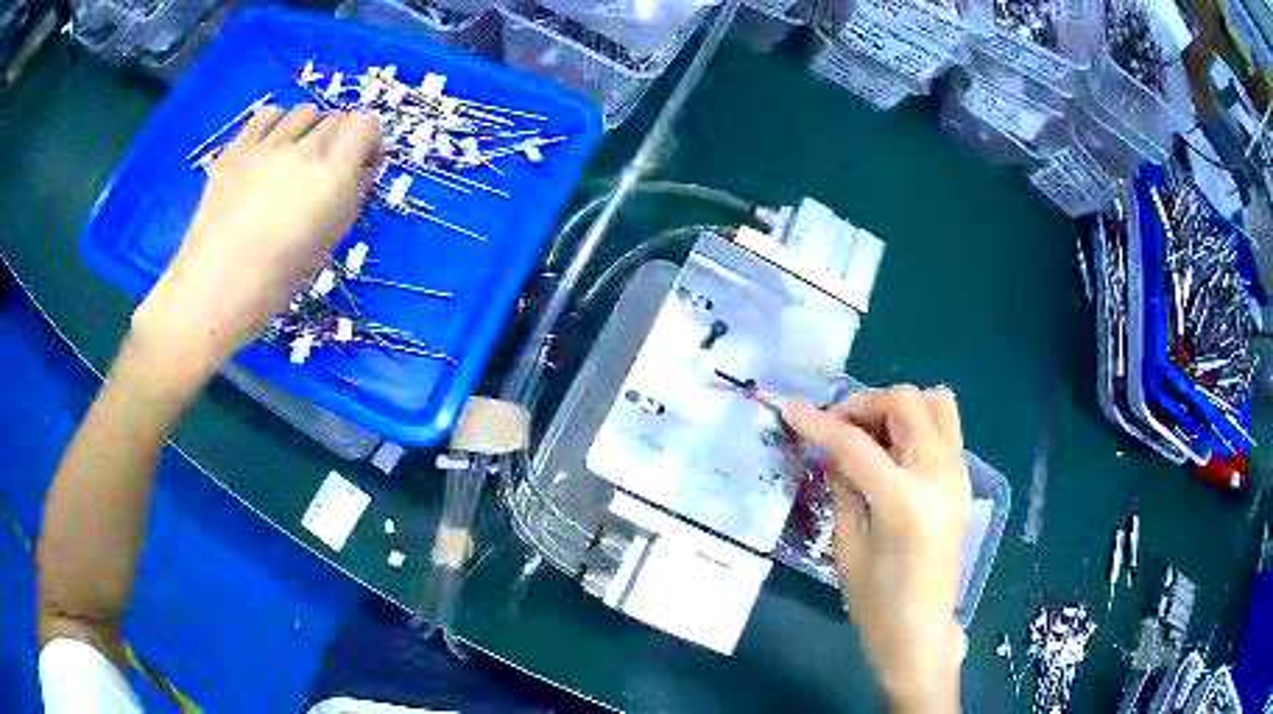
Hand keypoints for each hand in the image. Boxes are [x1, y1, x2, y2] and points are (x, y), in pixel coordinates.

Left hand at [131, 104, 381, 384]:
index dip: (367, 142)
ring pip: (304, 112)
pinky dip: (277, 126)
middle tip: (326, 170)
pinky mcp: (236, 148)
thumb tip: (359, 169)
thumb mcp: (327, 243)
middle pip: (337, 116)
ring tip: (295, 159)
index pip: (366, 125)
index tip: (360, 166)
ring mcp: (265, 146)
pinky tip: (269, 152)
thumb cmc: (274, 283)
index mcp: (331, 177)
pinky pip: (268, 116)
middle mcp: (302, 150)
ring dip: (309, 130)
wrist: (212, 292)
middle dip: (340, 139)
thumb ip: (349, 197)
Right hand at [783, 386, 970, 712]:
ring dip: (897, 407)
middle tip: (837, 428)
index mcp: (905, 501)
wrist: (921, 631)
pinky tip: (891, 453)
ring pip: (936, 402)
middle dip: (864, 404)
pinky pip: (945, 428)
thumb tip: (831, 450)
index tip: (790, 409)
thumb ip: (842, 488)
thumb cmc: (876, 603)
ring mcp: (958, 475)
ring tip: (870, 434)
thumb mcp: (847, 548)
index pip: (857, 444)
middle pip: (906, 403)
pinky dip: (915, 423)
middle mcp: (939, 476)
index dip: (820, 422)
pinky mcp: (962, 481)